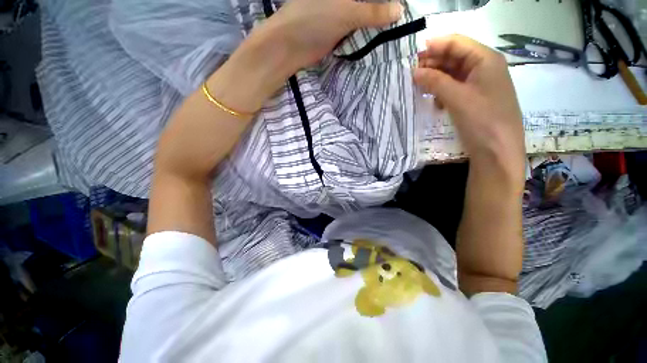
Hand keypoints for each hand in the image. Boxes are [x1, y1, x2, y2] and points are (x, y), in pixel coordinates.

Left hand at [261, 0, 402, 73]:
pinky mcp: (338, 30)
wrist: (290, 47)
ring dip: (377, 21)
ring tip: (396, 27)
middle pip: (368, 1)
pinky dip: (367, 33)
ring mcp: (340, 12)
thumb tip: (399, 10)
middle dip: (383, 6)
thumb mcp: (346, 12)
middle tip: (401, 15)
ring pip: (364, 14)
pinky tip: (380, 37)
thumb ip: (373, 12)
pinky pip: (357, 29)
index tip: (400, 3)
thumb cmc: (313, 19)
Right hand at [413, 35, 524, 182]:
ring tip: (418, 87)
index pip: (457, 43)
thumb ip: (435, 82)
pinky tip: (433, 101)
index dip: (435, 46)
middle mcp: (483, 68)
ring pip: (452, 74)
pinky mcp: (472, 100)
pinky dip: (441, 92)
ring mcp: (478, 85)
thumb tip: (414, 72)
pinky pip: (454, 89)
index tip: (412, 55)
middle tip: (411, 74)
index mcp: (485, 60)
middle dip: (432, 64)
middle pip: (454, 58)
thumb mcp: (457, 98)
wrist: (497, 151)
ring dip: (435, 79)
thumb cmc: (482, 120)